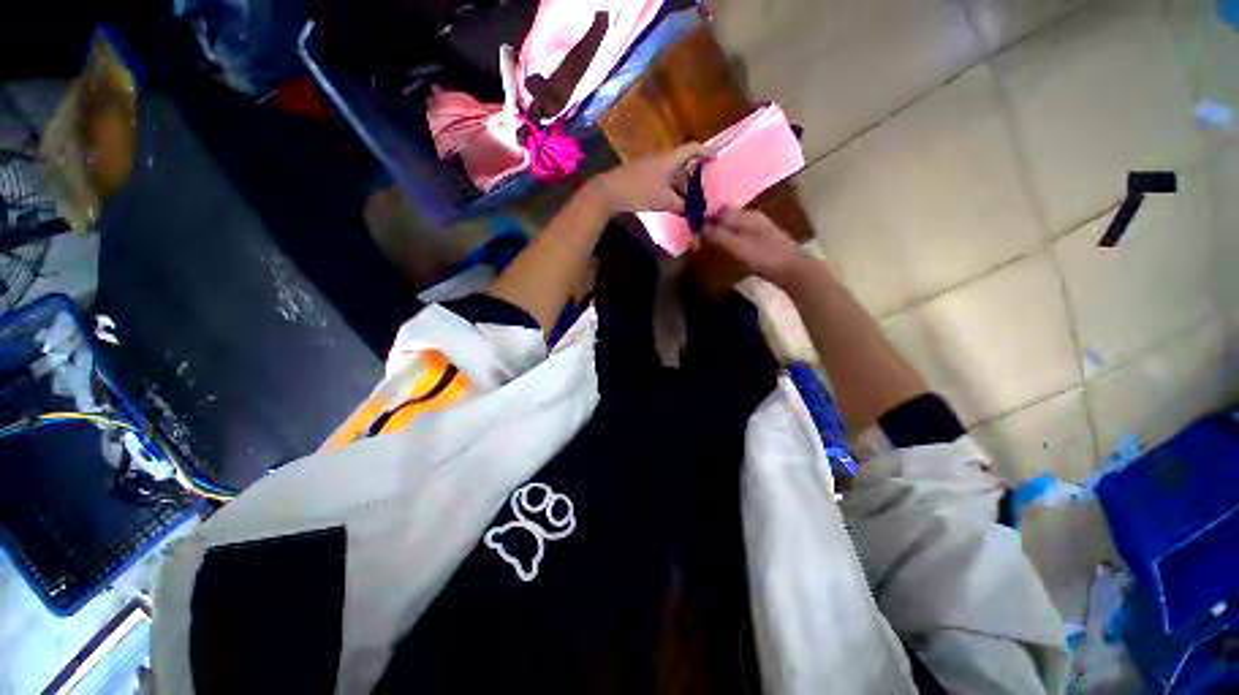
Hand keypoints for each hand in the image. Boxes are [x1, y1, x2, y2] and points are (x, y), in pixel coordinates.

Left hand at [591, 143, 706, 214]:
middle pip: (682, 165)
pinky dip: (668, 189)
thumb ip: (681, 206)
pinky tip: (669, 203)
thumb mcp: (664, 201)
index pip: (693, 149)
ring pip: (671, 175)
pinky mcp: (641, 175)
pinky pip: (661, 180)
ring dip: (679, 188)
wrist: (610, 191)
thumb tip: (691, 212)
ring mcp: (650, 166)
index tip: (715, 159)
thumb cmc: (640, 191)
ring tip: (686, 204)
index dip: (705, 152)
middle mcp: (661, 158)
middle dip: (692, 180)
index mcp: (670, 159)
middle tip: (700, 195)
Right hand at [704, 208, 813, 287]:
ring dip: (721, 233)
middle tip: (699, 241)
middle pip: (727, 216)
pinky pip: (741, 234)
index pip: (719, 210)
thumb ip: (719, 235)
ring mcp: (760, 228)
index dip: (705, 219)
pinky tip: (728, 249)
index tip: (694, 232)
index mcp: (746, 215)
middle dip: (712, 225)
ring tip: (710, 245)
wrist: (794, 270)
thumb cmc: (764, 257)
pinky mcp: (764, 240)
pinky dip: (731, 239)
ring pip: (734, 225)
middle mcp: (753, 217)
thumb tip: (700, 227)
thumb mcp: (738, 246)